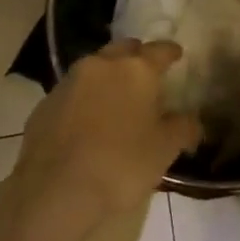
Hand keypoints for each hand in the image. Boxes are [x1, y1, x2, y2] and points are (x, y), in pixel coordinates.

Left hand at [11, 39, 200, 229]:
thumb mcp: (164, 150)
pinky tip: (88, 120)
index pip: (160, 50)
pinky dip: (85, 97)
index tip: (177, 55)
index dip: (171, 52)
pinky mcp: (46, 102)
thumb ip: (183, 129)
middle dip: (137, 57)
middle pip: (125, 50)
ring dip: (108, 75)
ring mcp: (70, 81)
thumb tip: (193, 121)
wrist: (54, 190)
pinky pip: (74, 91)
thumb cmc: (120, 165)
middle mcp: (102, 65)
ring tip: (117, 97)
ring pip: (96, 67)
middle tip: (146, 74)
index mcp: (136, 70)